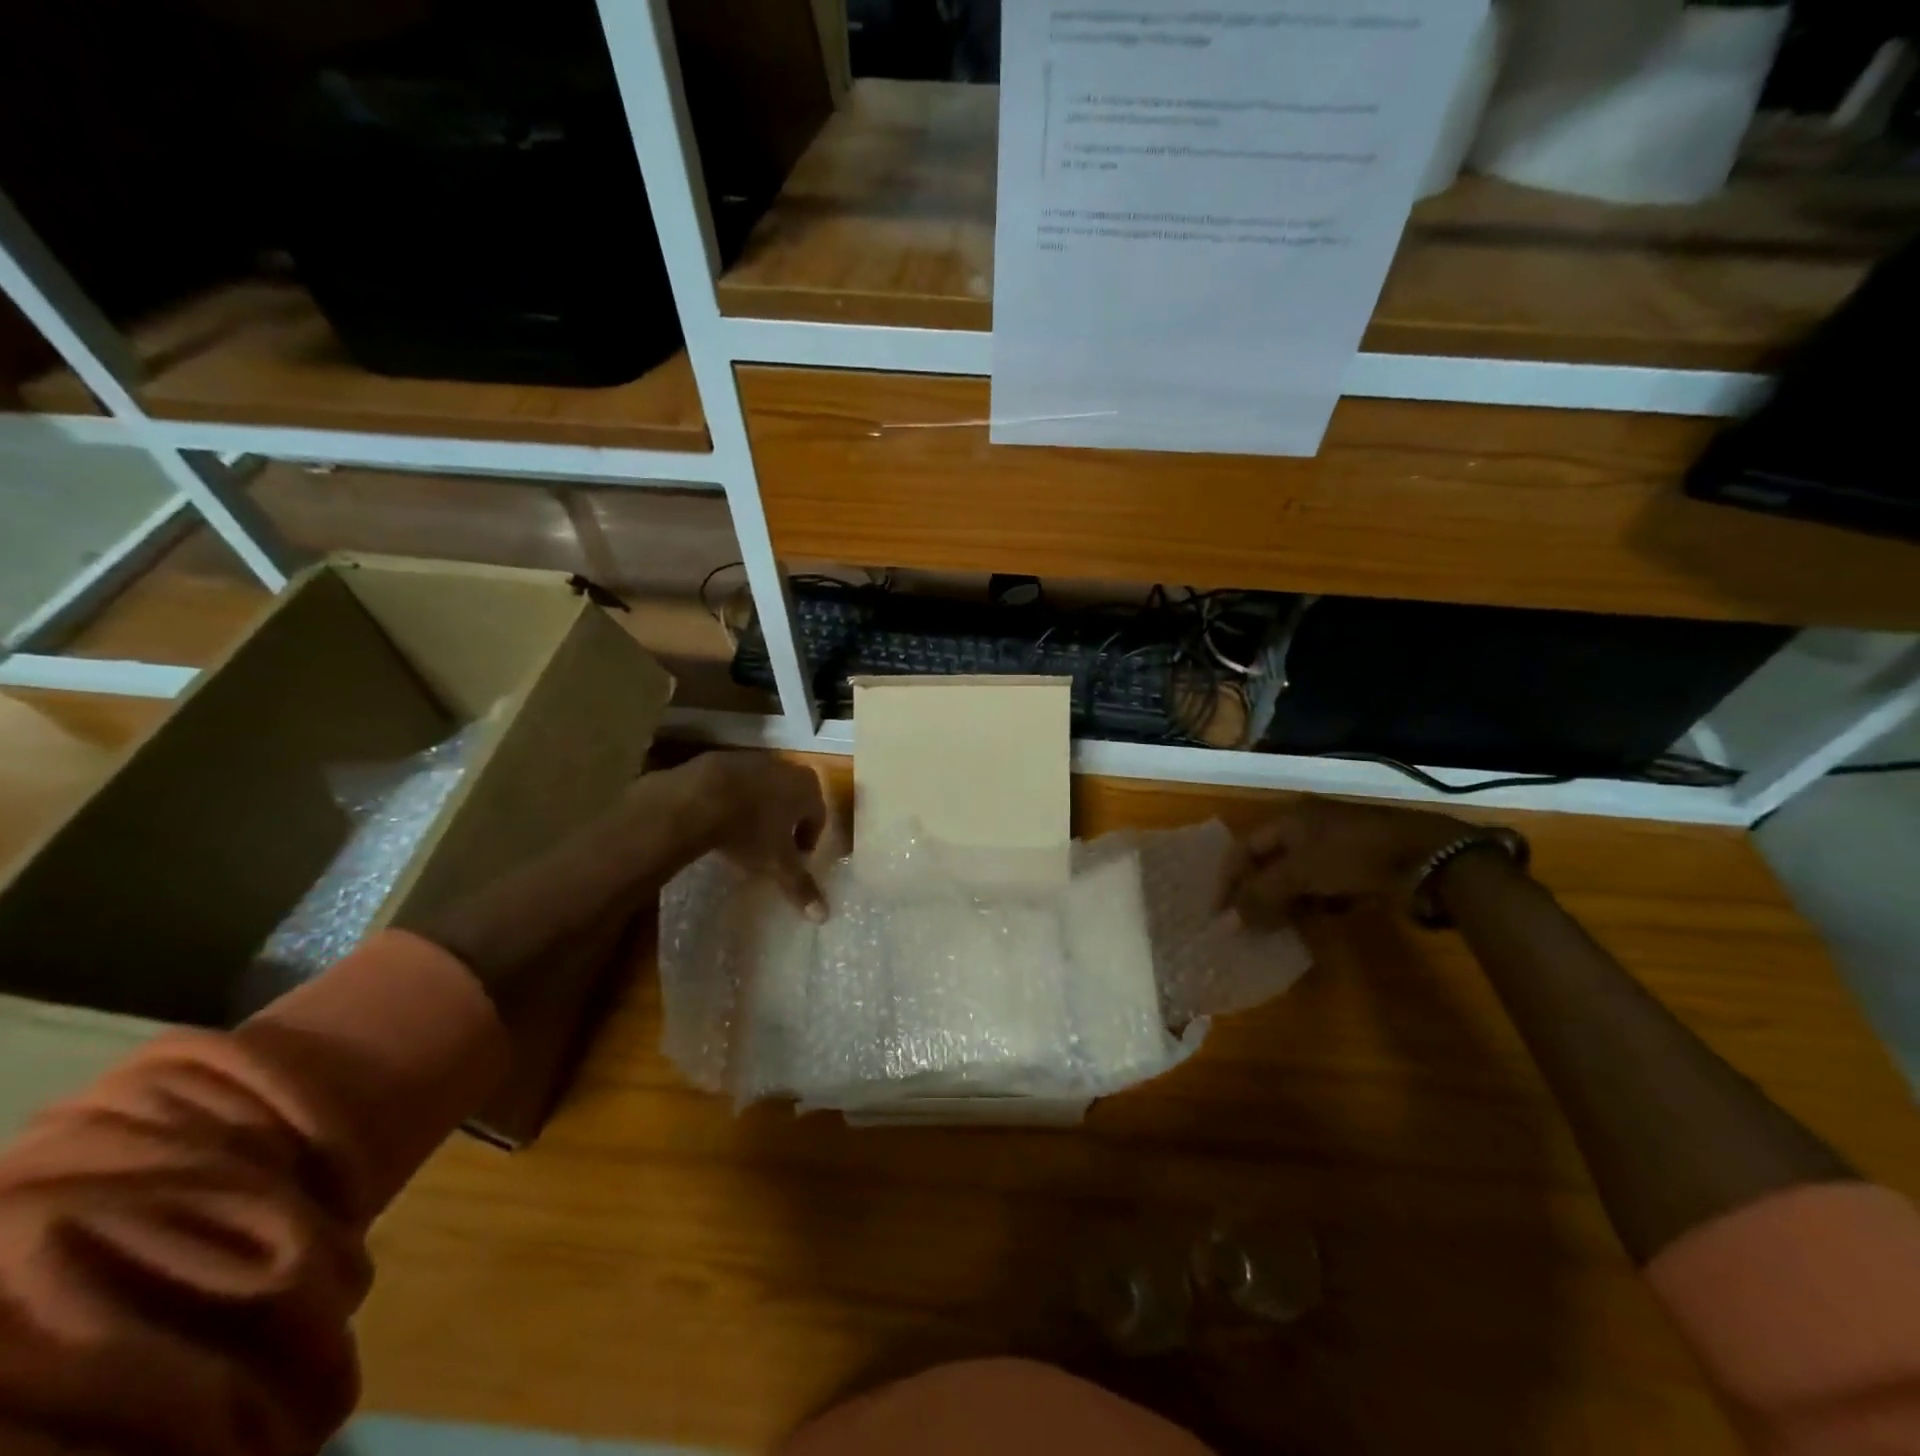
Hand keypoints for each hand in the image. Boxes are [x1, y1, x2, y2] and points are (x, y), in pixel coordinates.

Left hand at [671, 752, 829, 918]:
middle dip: (786, 823)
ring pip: (766, 790)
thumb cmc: (751, 830)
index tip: (794, 860)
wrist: (699, 797)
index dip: (808, 841)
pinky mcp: (725, 759)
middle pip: (794, 800)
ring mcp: (756, 761)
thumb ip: (800, 886)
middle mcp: (788, 769)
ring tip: (744, 835)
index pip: (818, 817)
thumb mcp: (777, 863)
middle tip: (771, 848)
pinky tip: (721, 819)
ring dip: (761, 810)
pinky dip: (736, 799)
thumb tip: (823, 916)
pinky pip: (738, 784)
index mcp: (808, 789)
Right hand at [1219, 797, 1474, 928]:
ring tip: (1277, 927)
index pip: (1243, 849)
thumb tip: (1224, 923)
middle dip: (1256, 893)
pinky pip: (1324, 886)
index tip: (1218, 913)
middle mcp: (1308, 827)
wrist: (1431, 857)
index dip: (1228, 880)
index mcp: (1289, 819)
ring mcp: (1336, 846)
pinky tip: (1318, 918)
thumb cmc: (1354, 856)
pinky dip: (1315, 902)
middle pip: (1268, 863)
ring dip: (1285, 901)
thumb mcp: (1301, 873)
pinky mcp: (1360, 866)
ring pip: (1296, 877)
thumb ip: (1261, 896)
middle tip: (1246, 925)